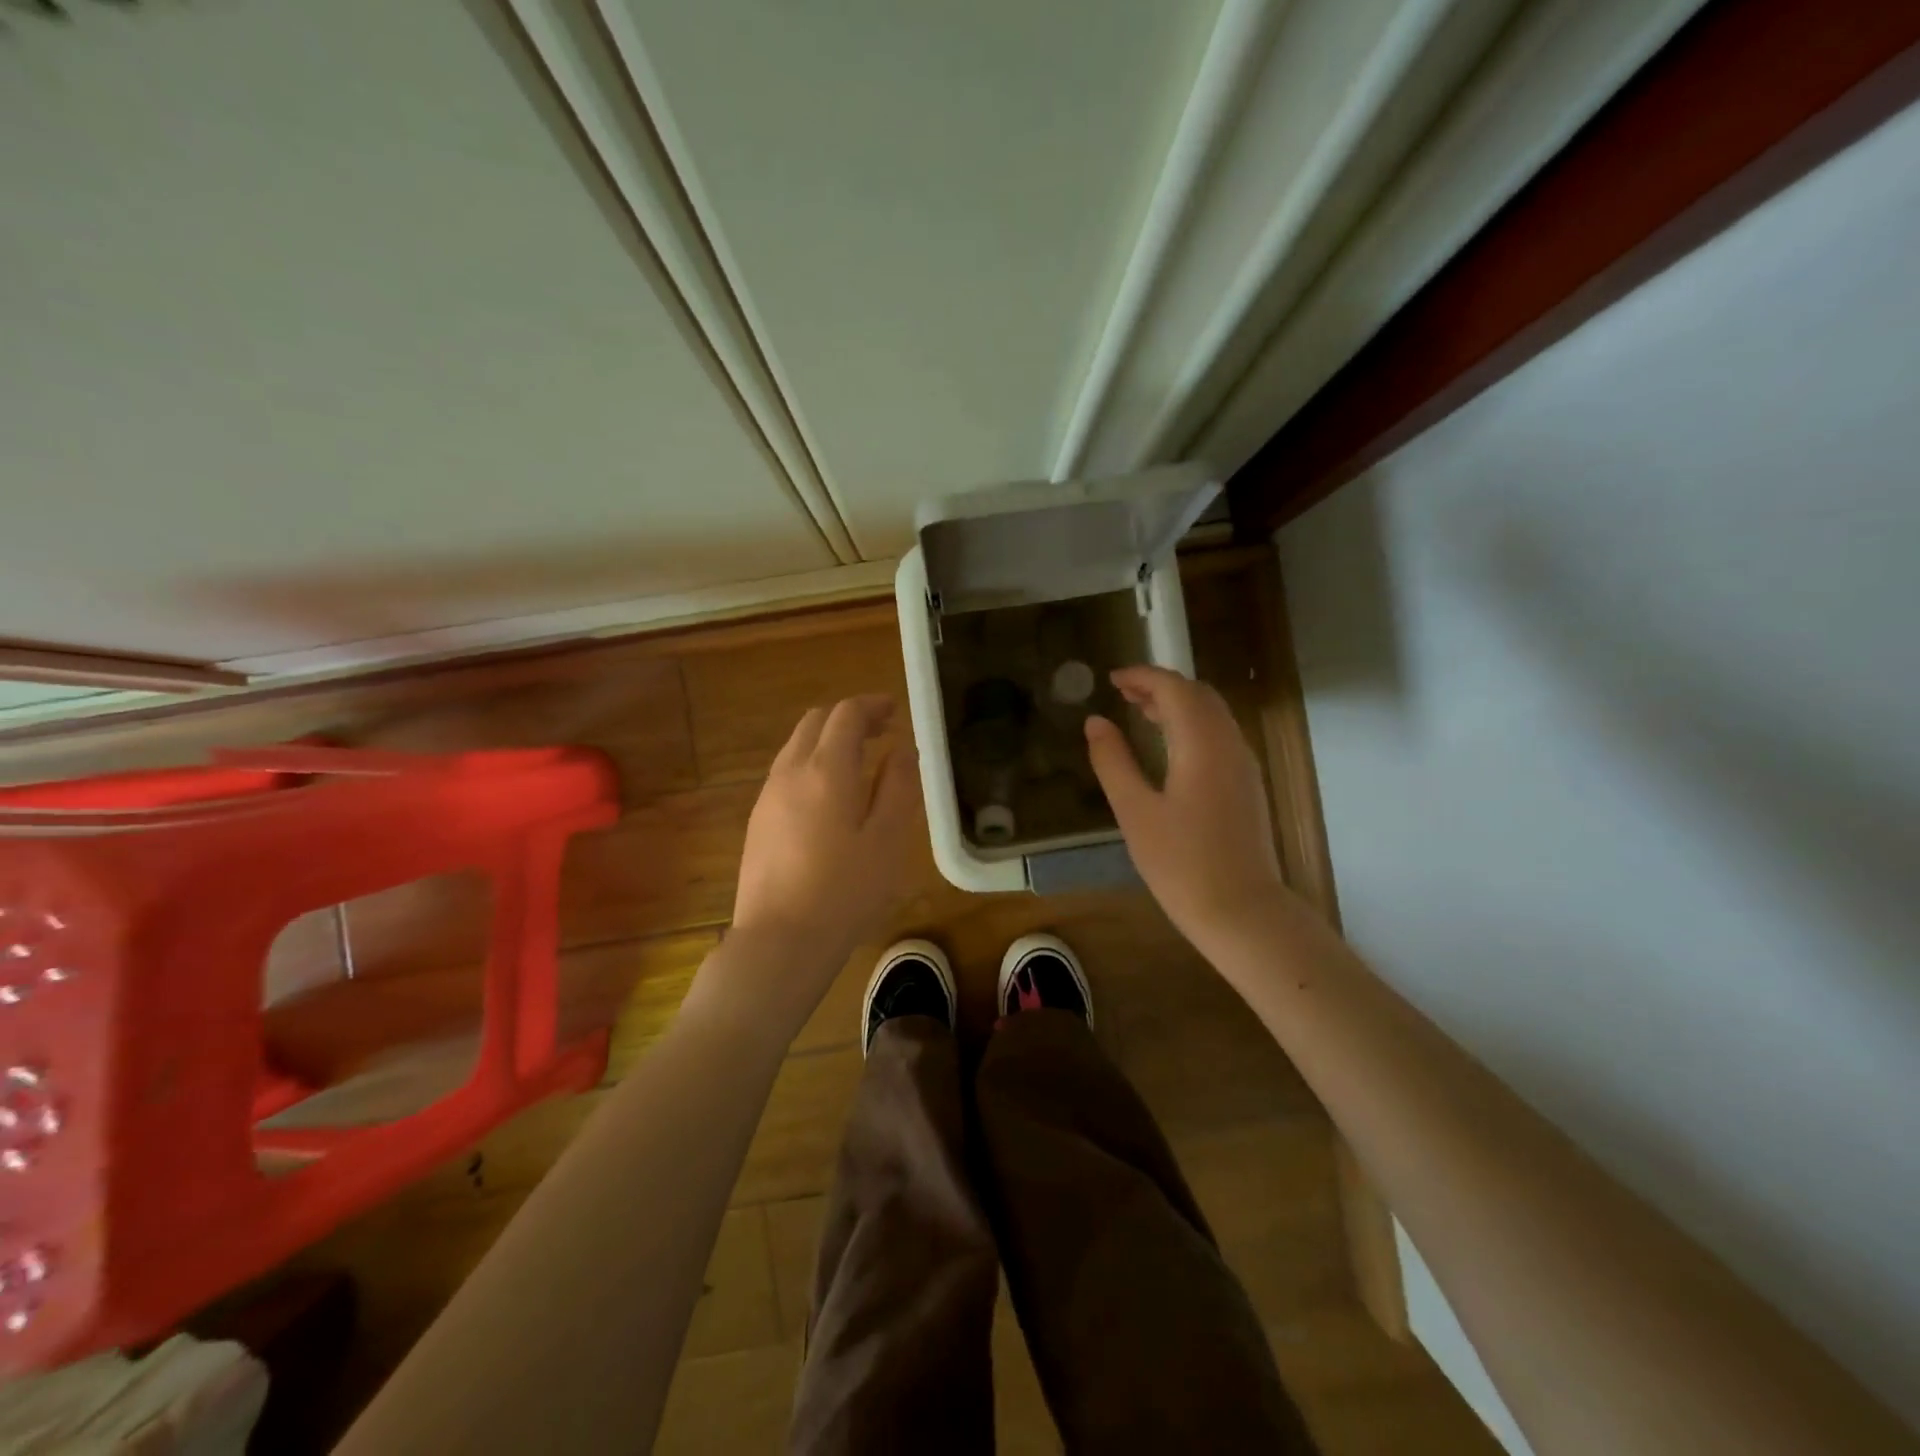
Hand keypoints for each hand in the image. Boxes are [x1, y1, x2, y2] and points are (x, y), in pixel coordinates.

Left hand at [723, 695, 918, 1018]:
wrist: (779, 940)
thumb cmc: (846, 890)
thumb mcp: (889, 839)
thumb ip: (899, 786)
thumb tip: (903, 748)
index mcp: (827, 769)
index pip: (846, 714)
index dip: (872, 705)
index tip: (895, 711)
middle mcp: (791, 772)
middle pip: (815, 722)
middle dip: (849, 718)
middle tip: (881, 732)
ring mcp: (768, 796)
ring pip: (796, 747)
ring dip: (828, 741)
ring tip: (860, 762)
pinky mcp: (758, 822)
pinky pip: (786, 774)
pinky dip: (812, 765)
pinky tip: (830, 797)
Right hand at [1085, 666, 1283, 950]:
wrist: (1242, 911)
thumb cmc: (1181, 863)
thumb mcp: (1135, 812)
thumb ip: (1113, 761)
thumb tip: (1095, 722)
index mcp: (1201, 744)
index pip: (1174, 688)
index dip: (1143, 676)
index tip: (1112, 679)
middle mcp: (1229, 744)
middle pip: (1198, 695)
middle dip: (1161, 686)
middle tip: (1124, 693)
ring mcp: (1243, 765)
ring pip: (1212, 715)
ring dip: (1178, 704)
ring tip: (1141, 712)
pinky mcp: (1247, 785)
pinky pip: (1219, 736)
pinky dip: (1192, 725)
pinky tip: (1170, 746)